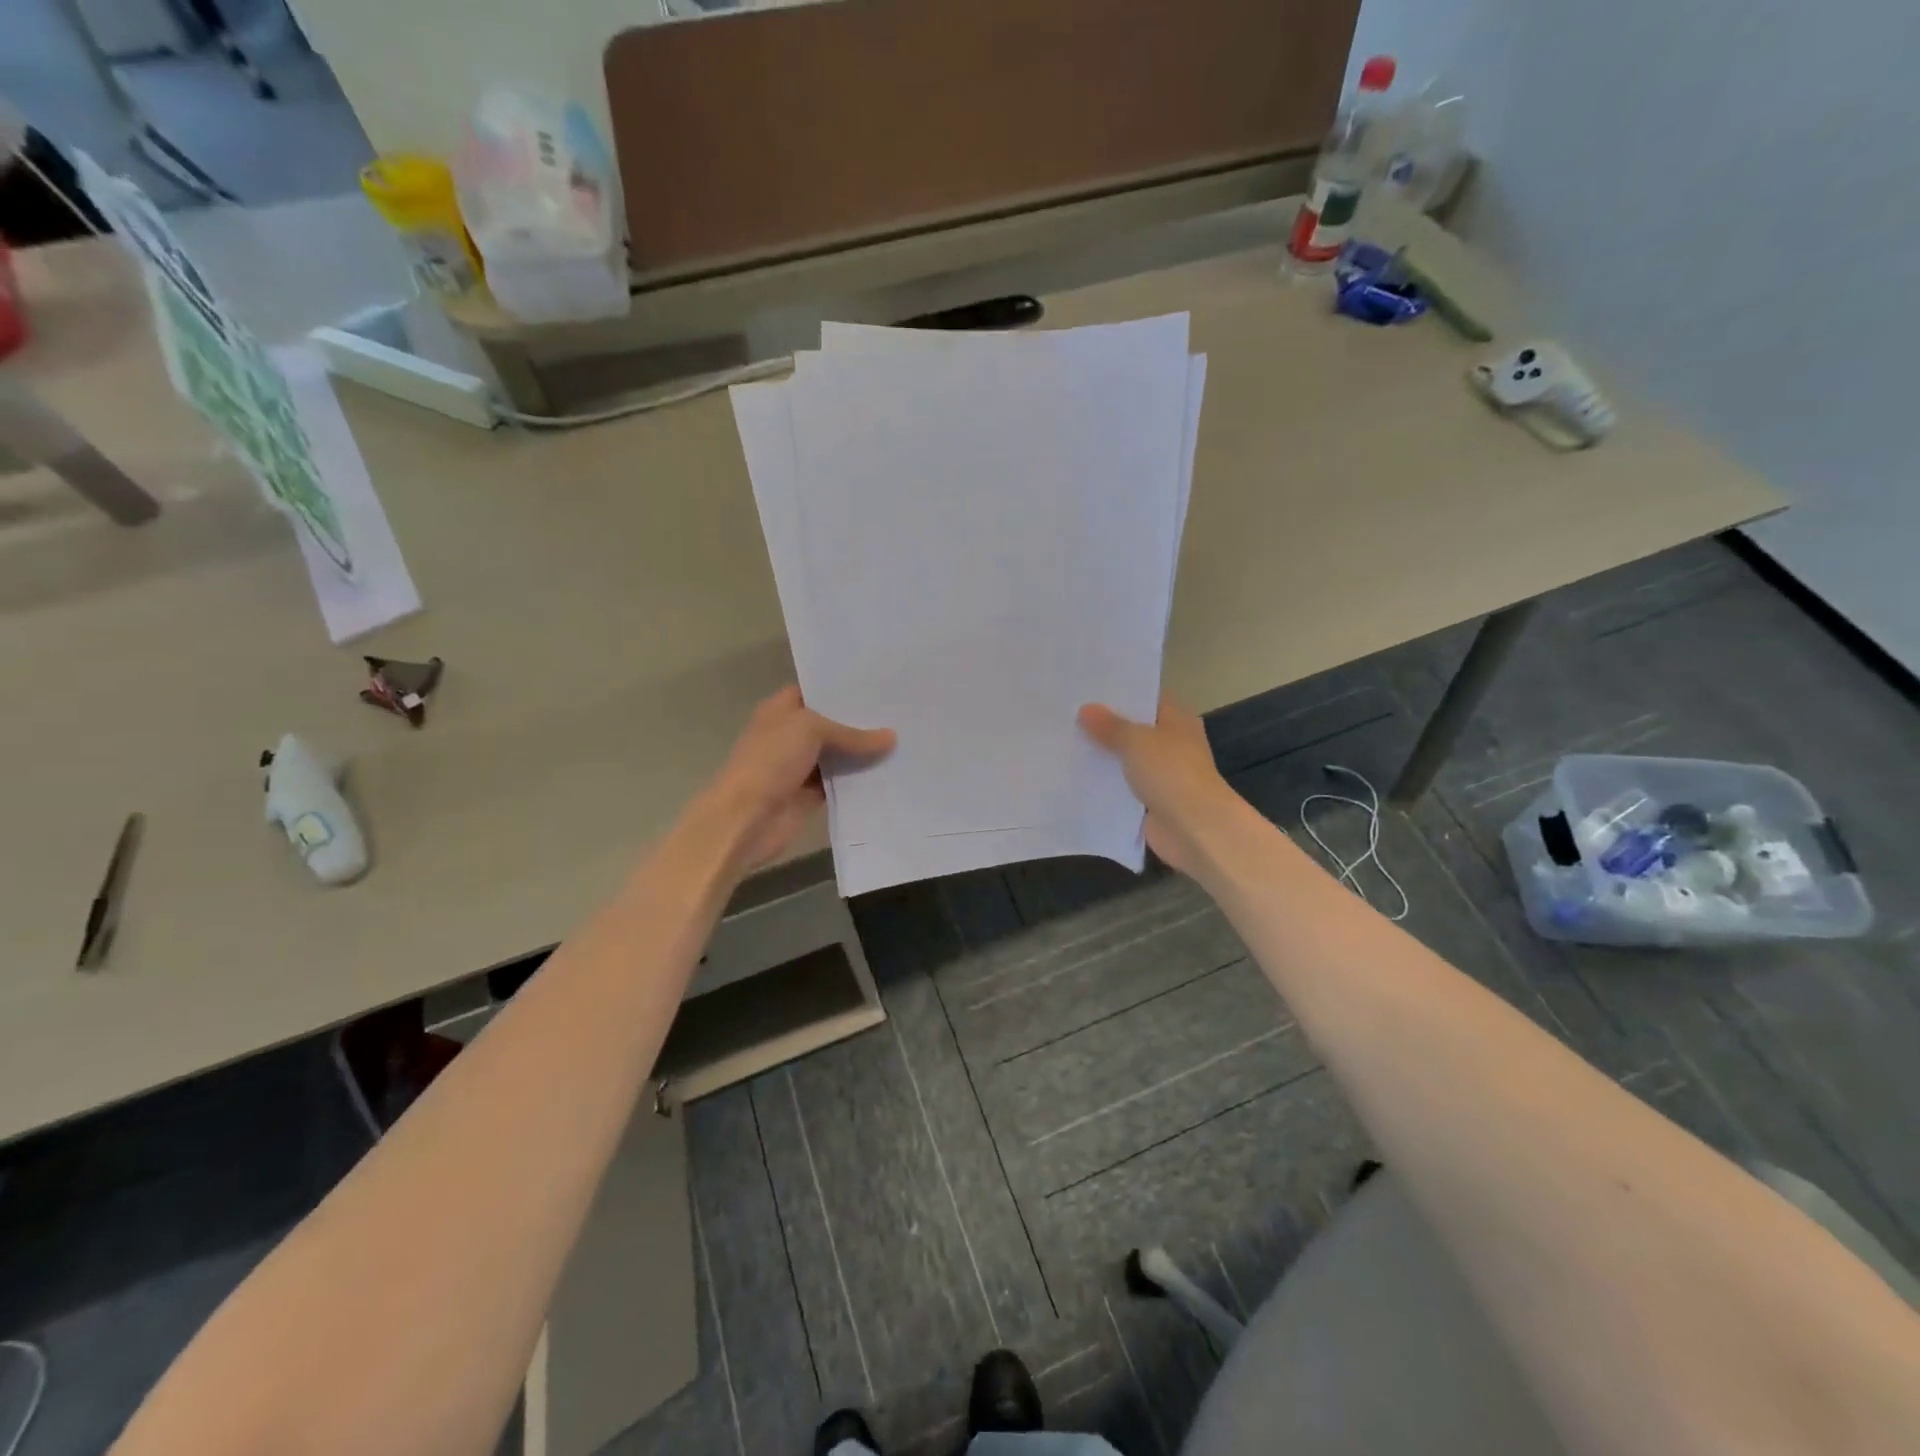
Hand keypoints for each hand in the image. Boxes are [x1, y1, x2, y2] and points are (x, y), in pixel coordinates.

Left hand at [702, 686, 894, 874]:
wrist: (746, 818)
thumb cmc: (770, 761)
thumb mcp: (811, 731)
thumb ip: (851, 734)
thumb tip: (891, 737)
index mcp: (781, 710)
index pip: (815, 691)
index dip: (842, 688)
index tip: (878, 684)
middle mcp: (790, 734)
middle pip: (831, 724)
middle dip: (860, 720)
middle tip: (900, 711)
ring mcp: (800, 766)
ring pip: (838, 755)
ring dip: (863, 752)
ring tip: (903, 739)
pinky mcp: (810, 794)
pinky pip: (840, 783)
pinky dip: (859, 780)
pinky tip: (889, 771)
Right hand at [1078, 695, 1234, 875]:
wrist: (1194, 828)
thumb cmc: (1170, 772)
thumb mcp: (1135, 740)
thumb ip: (1109, 725)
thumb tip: (1086, 709)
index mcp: (1177, 719)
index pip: (1146, 698)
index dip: (1119, 693)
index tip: (1086, 689)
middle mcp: (1171, 743)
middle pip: (1134, 729)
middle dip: (1104, 725)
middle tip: (1066, 715)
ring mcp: (1162, 774)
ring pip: (1126, 759)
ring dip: (1102, 756)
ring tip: (1063, 743)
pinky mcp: (1151, 801)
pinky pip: (1123, 787)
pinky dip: (1105, 784)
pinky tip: (1075, 777)